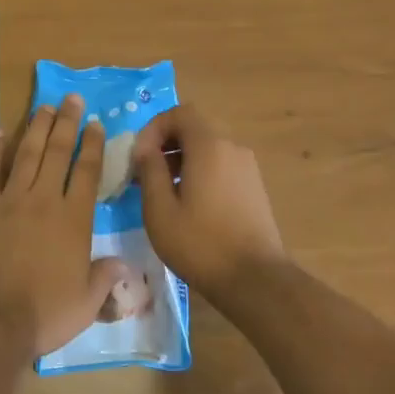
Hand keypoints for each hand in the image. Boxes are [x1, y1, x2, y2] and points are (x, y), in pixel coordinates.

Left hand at [0, 95, 128, 356]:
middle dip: (66, 123)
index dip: (92, 145)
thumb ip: (104, 277)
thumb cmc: (44, 314)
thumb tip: (123, 264)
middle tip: (71, 98)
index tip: (95, 123)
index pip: (86, 172)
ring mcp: (9, 200)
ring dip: (36, 128)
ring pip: (26, 154)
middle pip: (57, 152)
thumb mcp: (86, 302)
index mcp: (73, 219)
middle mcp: (44, 200)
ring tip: (44, 106)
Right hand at [135, 104, 288, 298]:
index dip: (154, 127)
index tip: (138, 154)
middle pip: (195, 128)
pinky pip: (221, 165)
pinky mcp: (253, 187)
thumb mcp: (160, 209)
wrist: (256, 280)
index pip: (180, 113)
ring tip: (161, 190)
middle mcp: (232, 147)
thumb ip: (149, 170)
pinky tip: (187, 203)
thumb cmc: (201, 243)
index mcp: (210, 146)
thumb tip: (144, 148)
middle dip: (166, 143)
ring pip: (208, 148)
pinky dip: (200, 171)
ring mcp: (247, 167)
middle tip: (145, 171)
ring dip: (182, 158)